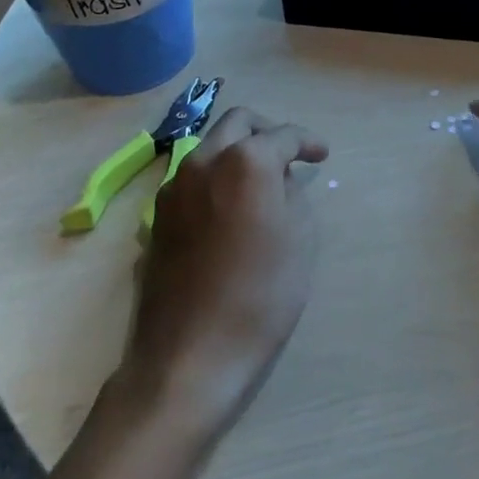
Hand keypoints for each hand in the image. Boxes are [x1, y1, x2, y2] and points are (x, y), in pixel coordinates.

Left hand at [123, 106, 329, 430]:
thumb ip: (293, 194)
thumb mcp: (301, 240)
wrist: (189, 355)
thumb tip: (279, 180)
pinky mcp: (157, 215)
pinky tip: (229, 209)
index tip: (321, 155)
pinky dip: (215, 177)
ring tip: (260, 183)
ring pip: (210, 146)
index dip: (307, 141)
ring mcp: (173, 186)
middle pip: (238, 122)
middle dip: (267, 131)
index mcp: (245, 161)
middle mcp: (204, 160)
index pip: (283, 135)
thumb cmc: (260, 296)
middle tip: (289, 155)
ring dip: (237, 151)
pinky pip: (192, 177)